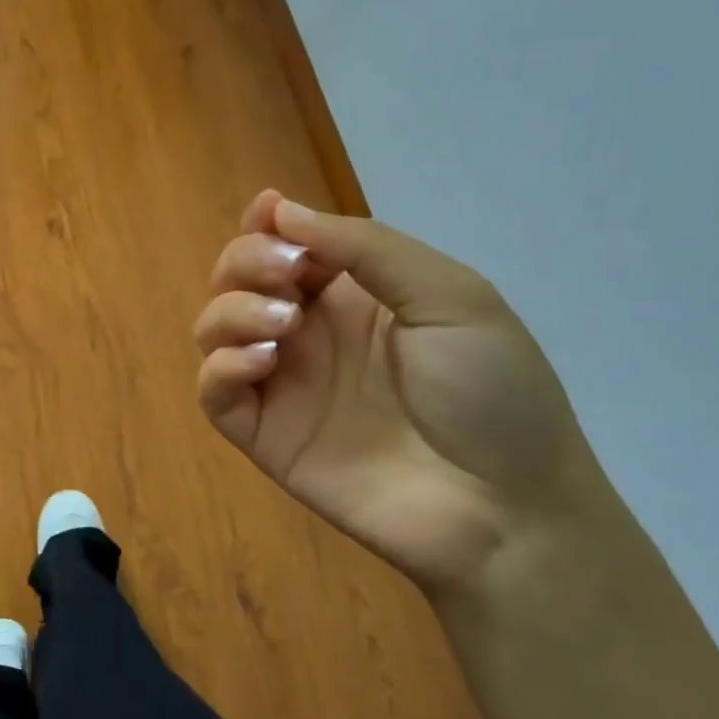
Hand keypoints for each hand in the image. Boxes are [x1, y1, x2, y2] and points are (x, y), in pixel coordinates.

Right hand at [194, 191, 604, 592]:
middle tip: (285, 278)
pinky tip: (262, 362)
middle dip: (246, 260)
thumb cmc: (492, 392)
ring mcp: (283, 384)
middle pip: (238, 277)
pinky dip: (222, 366)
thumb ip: (365, 247)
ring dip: (232, 310)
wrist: (504, 508)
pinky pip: (213, 391)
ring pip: (214, 327)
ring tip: (282, 325)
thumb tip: (281, 209)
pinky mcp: (264, 434)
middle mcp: (309, 331)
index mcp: (352, 294)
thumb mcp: (449, 296)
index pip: (287, 244)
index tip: (267, 212)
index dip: (267, 223)